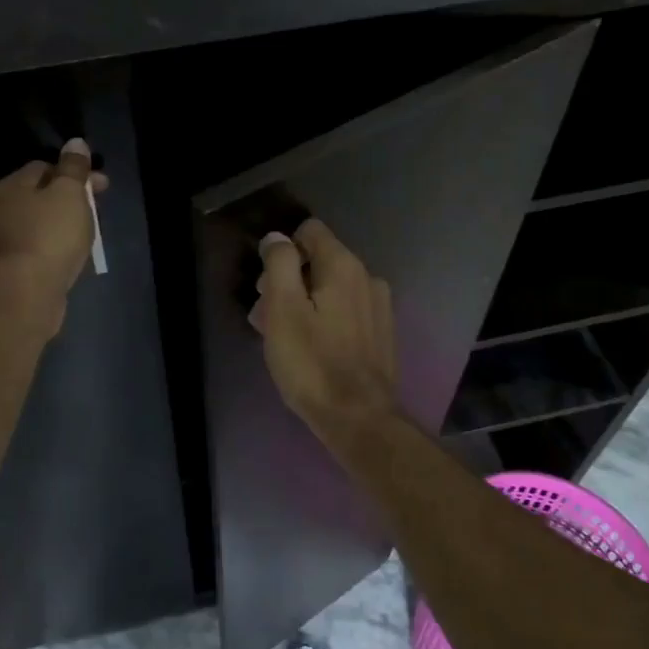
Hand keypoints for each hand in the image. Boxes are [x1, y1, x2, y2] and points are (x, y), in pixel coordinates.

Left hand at [0, 138, 109, 321]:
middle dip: (64, 200)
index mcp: (6, 187)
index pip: (42, 168)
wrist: (25, 293)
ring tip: (81, 238)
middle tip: (94, 213)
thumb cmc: (50, 235)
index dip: (73, 173)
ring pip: (31, 225)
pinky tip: (61, 259)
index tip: (100, 187)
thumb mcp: (69, 194)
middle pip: (35, 197)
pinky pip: (28, 252)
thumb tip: (75, 143)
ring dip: (53, 227)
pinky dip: (45, 250)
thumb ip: (73, 168)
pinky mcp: (0, 273)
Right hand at [251, 219, 400, 433]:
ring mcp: (379, 306)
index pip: (309, 230)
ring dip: (305, 302)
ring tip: (285, 338)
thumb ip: (279, 264)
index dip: (282, 251)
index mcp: (344, 265)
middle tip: (266, 317)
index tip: (267, 285)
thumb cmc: (312, 363)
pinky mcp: (381, 332)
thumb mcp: (282, 309)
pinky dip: (325, 319)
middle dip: (290, 281)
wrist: (359, 418)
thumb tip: (277, 238)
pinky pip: (346, 311)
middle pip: (319, 261)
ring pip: (331, 288)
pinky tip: (313, 349)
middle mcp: (367, 277)